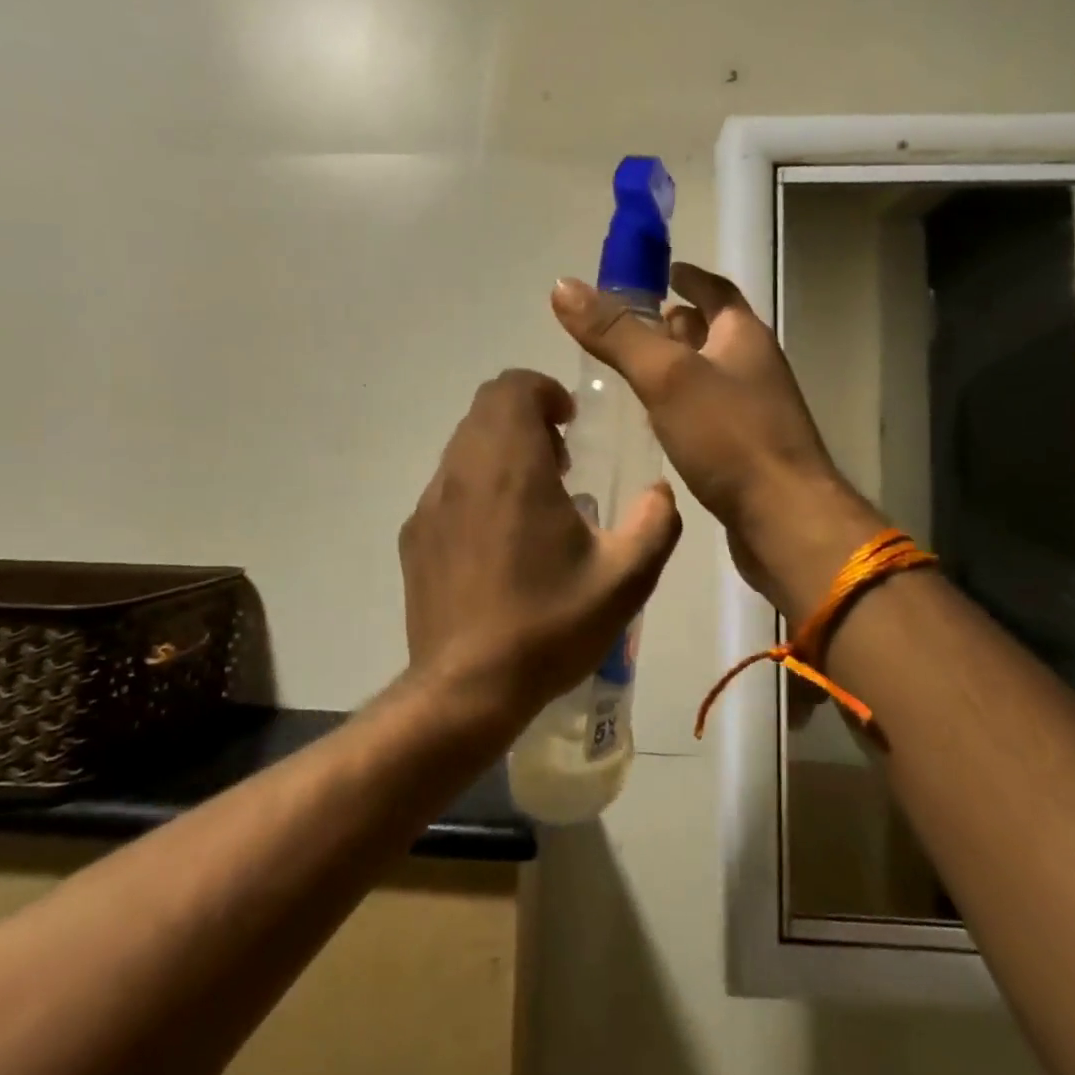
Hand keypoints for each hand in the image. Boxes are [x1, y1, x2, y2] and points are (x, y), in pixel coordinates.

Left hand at [398, 369, 681, 736]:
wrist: (466, 688)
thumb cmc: (549, 625)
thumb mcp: (626, 579)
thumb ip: (656, 523)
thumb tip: (660, 492)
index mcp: (512, 466)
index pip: (512, 386)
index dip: (544, 390)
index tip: (570, 424)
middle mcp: (463, 470)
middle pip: (486, 408)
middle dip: (526, 417)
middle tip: (560, 462)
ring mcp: (431, 502)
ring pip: (464, 445)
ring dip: (501, 450)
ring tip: (534, 501)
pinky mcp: (415, 534)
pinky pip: (447, 484)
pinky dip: (477, 485)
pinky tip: (499, 538)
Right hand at [551, 264, 880, 621]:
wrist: (783, 521)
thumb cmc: (730, 437)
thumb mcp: (666, 376)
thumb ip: (617, 333)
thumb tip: (563, 286)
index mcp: (744, 337)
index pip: (716, 290)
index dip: (688, 276)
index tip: (660, 270)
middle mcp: (754, 367)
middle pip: (712, 331)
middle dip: (675, 322)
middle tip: (629, 324)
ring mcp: (753, 411)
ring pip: (708, 374)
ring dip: (675, 365)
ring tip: (631, 368)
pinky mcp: (744, 450)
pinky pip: (707, 413)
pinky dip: (680, 405)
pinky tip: (653, 420)